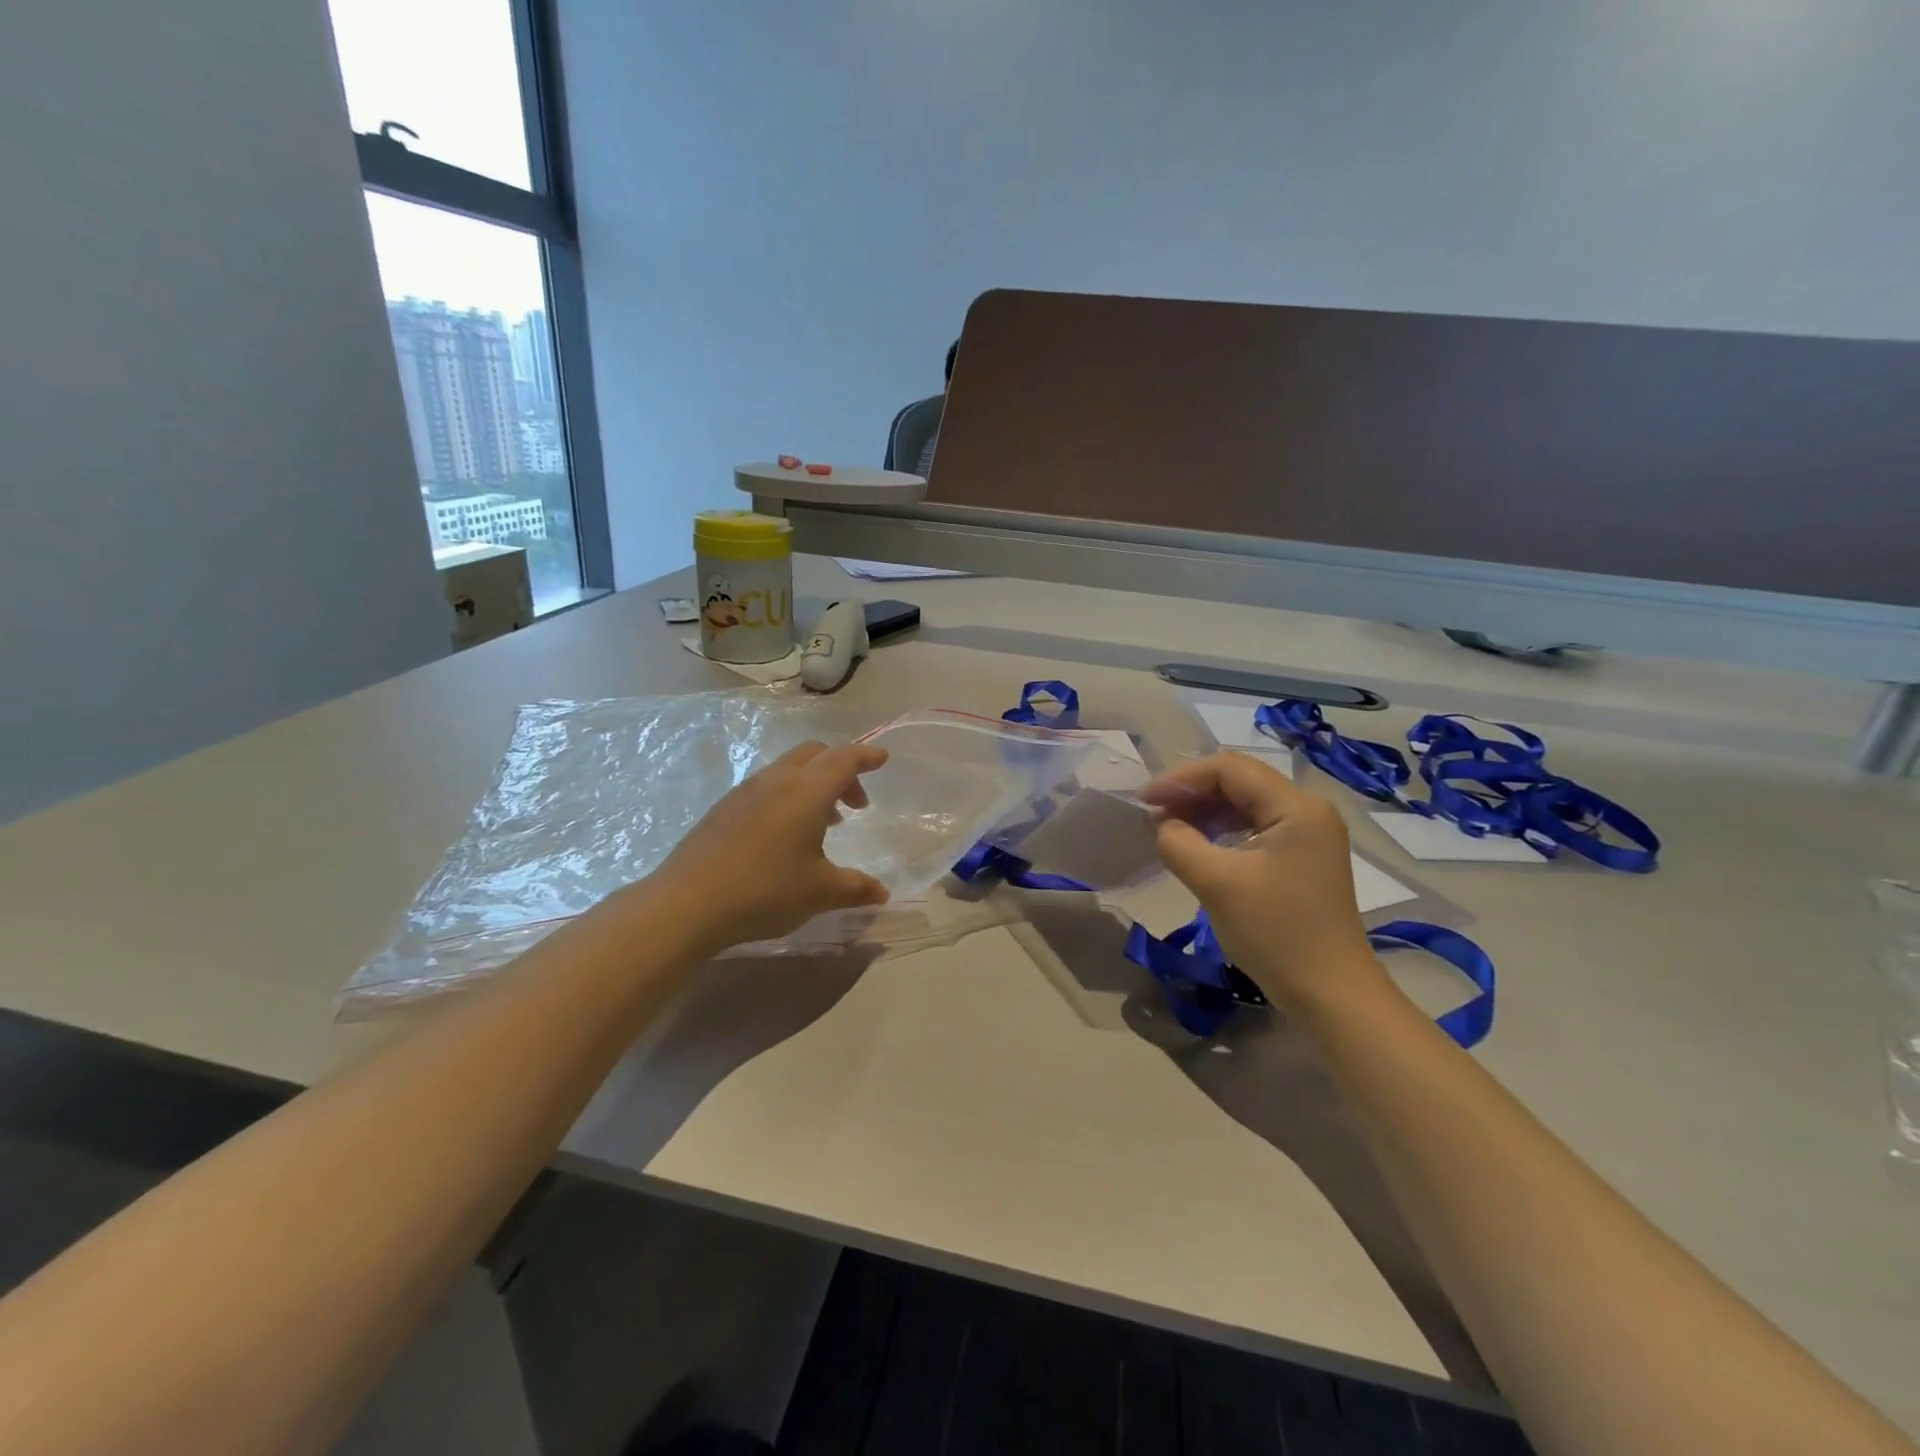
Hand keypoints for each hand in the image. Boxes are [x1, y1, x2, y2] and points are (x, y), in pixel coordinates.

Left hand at [653, 741, 891, 952]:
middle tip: (854, 803)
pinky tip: (783, 835)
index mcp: (806, 792)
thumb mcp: (819, 892)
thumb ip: (855, 888)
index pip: (844, 759)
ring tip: (822, 823)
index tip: (882, 760)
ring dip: (812, 785)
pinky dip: (787, 796)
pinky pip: (766, 787)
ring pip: (787, 770)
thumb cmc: (765, 891)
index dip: (866, 757)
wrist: (687, 904)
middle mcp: (776, 781)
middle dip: (840, 770)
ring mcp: (744, 792)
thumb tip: (882, 893)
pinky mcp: (723, 809)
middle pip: (814, 754)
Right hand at [1139, 752, 1377, 1004]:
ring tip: (1167, 828)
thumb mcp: (1216, 884)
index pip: (1229, 768)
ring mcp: (1308, 833)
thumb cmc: (1276, 934)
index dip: (1181, 778)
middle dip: (1191, 792)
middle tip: (1152, 813)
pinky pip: (1254, 826)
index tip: (1144, 800)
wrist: (1330, 994)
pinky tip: (1196, 844)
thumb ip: (1179, 842)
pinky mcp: (1302, 856)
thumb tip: (1164, 825)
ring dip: (1203, 810)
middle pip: (1239, 781)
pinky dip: (1221, 830)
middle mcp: (1308, 810)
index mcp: (1296, 807)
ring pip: (1245, 803)